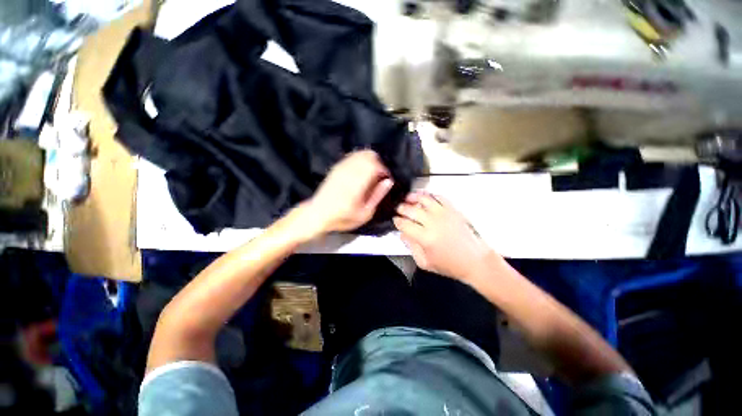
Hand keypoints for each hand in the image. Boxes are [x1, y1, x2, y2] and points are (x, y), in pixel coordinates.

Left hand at [301, 150, 392, 236]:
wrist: (317, 213)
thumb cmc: (343, 217)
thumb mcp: (364, 214)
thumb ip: (377, 196)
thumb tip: (388, 181)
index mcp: (357, 183)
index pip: (375, 165)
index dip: (384, 170)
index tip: (386, 179)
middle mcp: (349, 171)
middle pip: (369, 155)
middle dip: (379, 163)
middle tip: (380, 176)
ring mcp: (341, 167)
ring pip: (361, 153)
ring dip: (370, 160)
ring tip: (371, 174)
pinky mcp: (337, 166)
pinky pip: (352, 156)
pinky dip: (361, 160)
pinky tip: (361, 171)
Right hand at [394, 192, 493, 282]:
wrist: (475, 261)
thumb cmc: (451, 265)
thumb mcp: (425, 263)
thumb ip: (411, 248)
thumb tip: (403, 235)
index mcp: (425, 238)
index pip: (404, 223)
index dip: (397, 221)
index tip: (396, 220)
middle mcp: (433, 223)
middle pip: (411, 209)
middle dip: (401, 208)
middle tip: (399, 209)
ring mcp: (444, 214)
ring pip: (423, 199)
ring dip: (413, 197)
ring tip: (408, 198)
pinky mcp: (453, 211)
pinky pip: (439, 197)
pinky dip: (430, 195)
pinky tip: (425, 198)